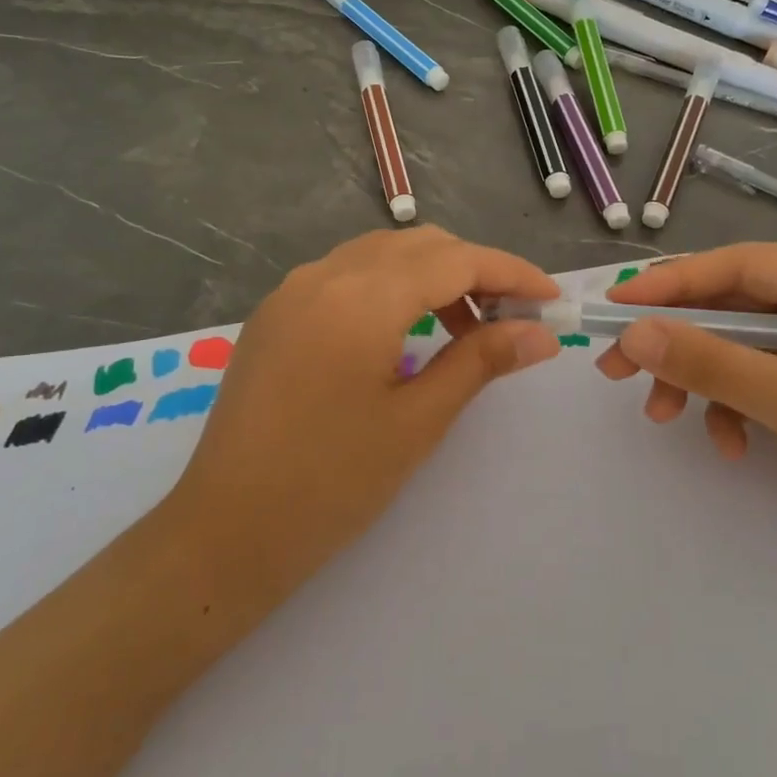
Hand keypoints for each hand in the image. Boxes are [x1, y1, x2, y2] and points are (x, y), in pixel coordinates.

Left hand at [167, 227, 560, 608]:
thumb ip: (482, 361)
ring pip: (381, 256)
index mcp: (361, 297)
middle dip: (474, 271)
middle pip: (419, 246)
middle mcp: (324, 275)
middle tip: (513, 319)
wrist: (226, 531)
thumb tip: (542, 333)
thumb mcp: (418, 421)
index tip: (551, 299)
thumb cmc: (331, 483)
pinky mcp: (276, 314)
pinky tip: (406, 333)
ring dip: (432, 277)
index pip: (455, 259)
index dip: (510, 273)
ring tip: (466, 330)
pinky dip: (390, 288)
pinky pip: (346, 276)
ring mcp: (292, 291)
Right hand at [596, 244, 776, 573]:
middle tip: (617, 366)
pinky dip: (733, 406)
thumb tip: (632, 333)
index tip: (613, 305)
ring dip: (700, 379)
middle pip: (733, 305)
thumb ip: (711, 362)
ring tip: (664, 415)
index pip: (740, 266)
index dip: (671, 284)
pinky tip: (731, 444)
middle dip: (678, 341)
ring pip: (738, 344)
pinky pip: (758, 377)